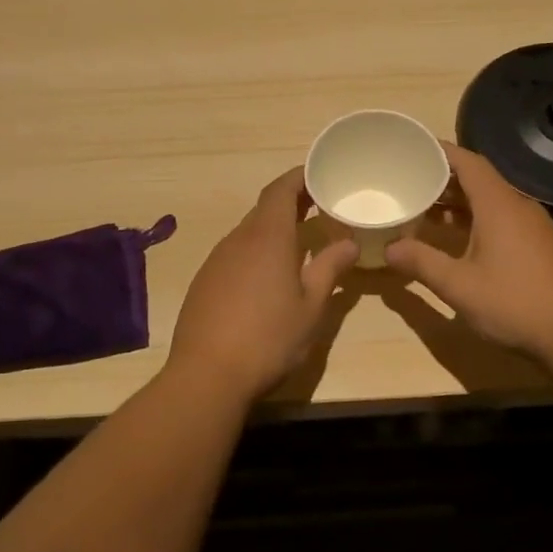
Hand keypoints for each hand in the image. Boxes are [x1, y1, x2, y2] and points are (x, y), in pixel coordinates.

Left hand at [166, 168, 360, 401]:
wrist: (207, 375)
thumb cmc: (269, 339)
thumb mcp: (311, 307)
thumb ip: (330, 269)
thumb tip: (349, 242)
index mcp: (267, 238)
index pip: (280, 190)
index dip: (299, 178)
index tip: (320, 176)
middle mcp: (237, 240)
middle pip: (264, 209)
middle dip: (290, 204)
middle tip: (319, 209)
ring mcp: (216, 261)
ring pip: (248, 233)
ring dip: (272, 230)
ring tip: (298, 243)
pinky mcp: (203, 283)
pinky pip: (234, 255)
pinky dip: (254, 253)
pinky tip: (266, 278)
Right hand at [385, 145, 552, 362]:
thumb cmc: (515, 303)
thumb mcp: (459, 286)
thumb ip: (422, 263)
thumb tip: (389, 248)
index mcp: (498, 205)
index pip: (468, 162)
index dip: (440, 152)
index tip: (413, 149)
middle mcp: (518, 207)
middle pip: (479, 180)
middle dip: (444, 179)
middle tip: (410, 183)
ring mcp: (535, 227)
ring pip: (492, 201)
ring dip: (460, 202)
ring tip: (427, 211)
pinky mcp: (542, 246)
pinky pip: (504, 219)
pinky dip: (477, 220)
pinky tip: (461, 241)